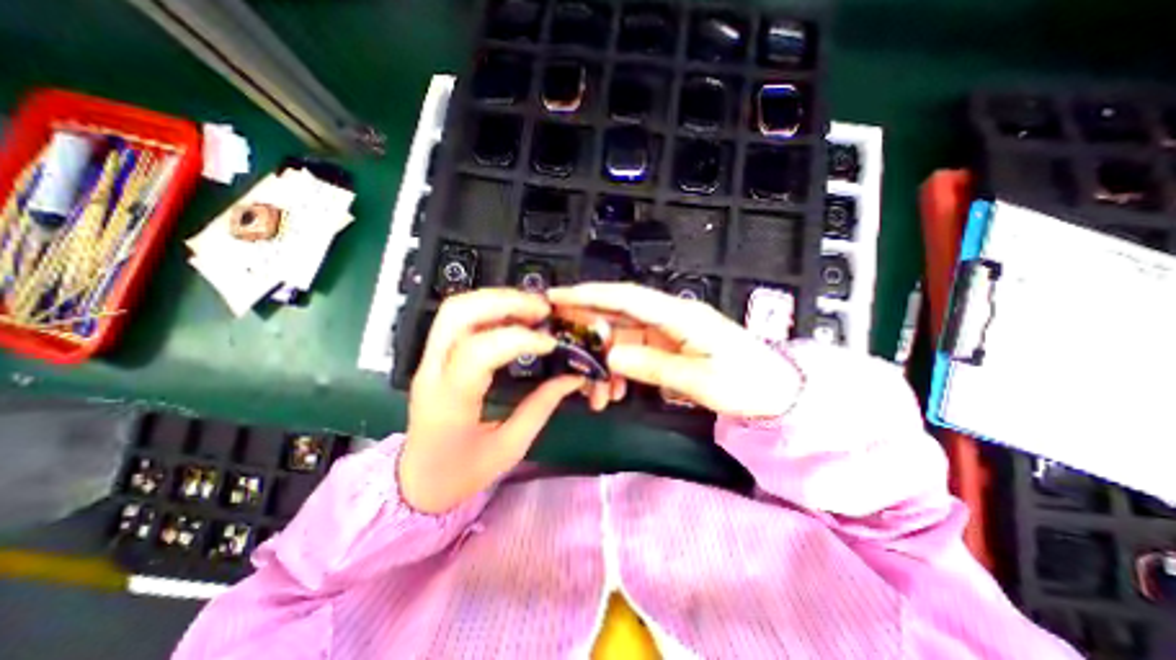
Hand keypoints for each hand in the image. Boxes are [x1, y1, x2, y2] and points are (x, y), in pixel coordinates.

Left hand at [405, 289, 582, 514]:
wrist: (417, 482)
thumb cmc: (462, 473)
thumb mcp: (509, 447)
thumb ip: (541, 407)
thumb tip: (572, 377)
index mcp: (449, 403)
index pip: (477, 352)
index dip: (518, 339)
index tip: (550, 343)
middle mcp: (432, 373)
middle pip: (457, 314)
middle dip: (504, 302)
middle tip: (542, 310)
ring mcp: (428, 361)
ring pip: (454, 309)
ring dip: (496, 299)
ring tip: (532, 309)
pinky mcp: (434, 357)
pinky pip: (457, 319)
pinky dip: (489, 308)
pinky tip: (515, 316)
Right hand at [547, 283, 804, 415]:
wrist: (776, 391)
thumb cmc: (747, 382)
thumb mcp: (702, 379)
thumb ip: (654, 366)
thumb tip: (611, 357)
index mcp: (679, 315)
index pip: (627, 298)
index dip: (590, 295)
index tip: (558, 297)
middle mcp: (668, 317)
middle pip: (618, 313)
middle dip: (587, 329)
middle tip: (561, 346)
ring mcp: (666, 332)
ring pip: (621, 338)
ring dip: (603, 361)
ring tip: (595, 393)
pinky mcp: (666, 347)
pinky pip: (632, 352)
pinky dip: (618, 371)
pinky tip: (615, 392)